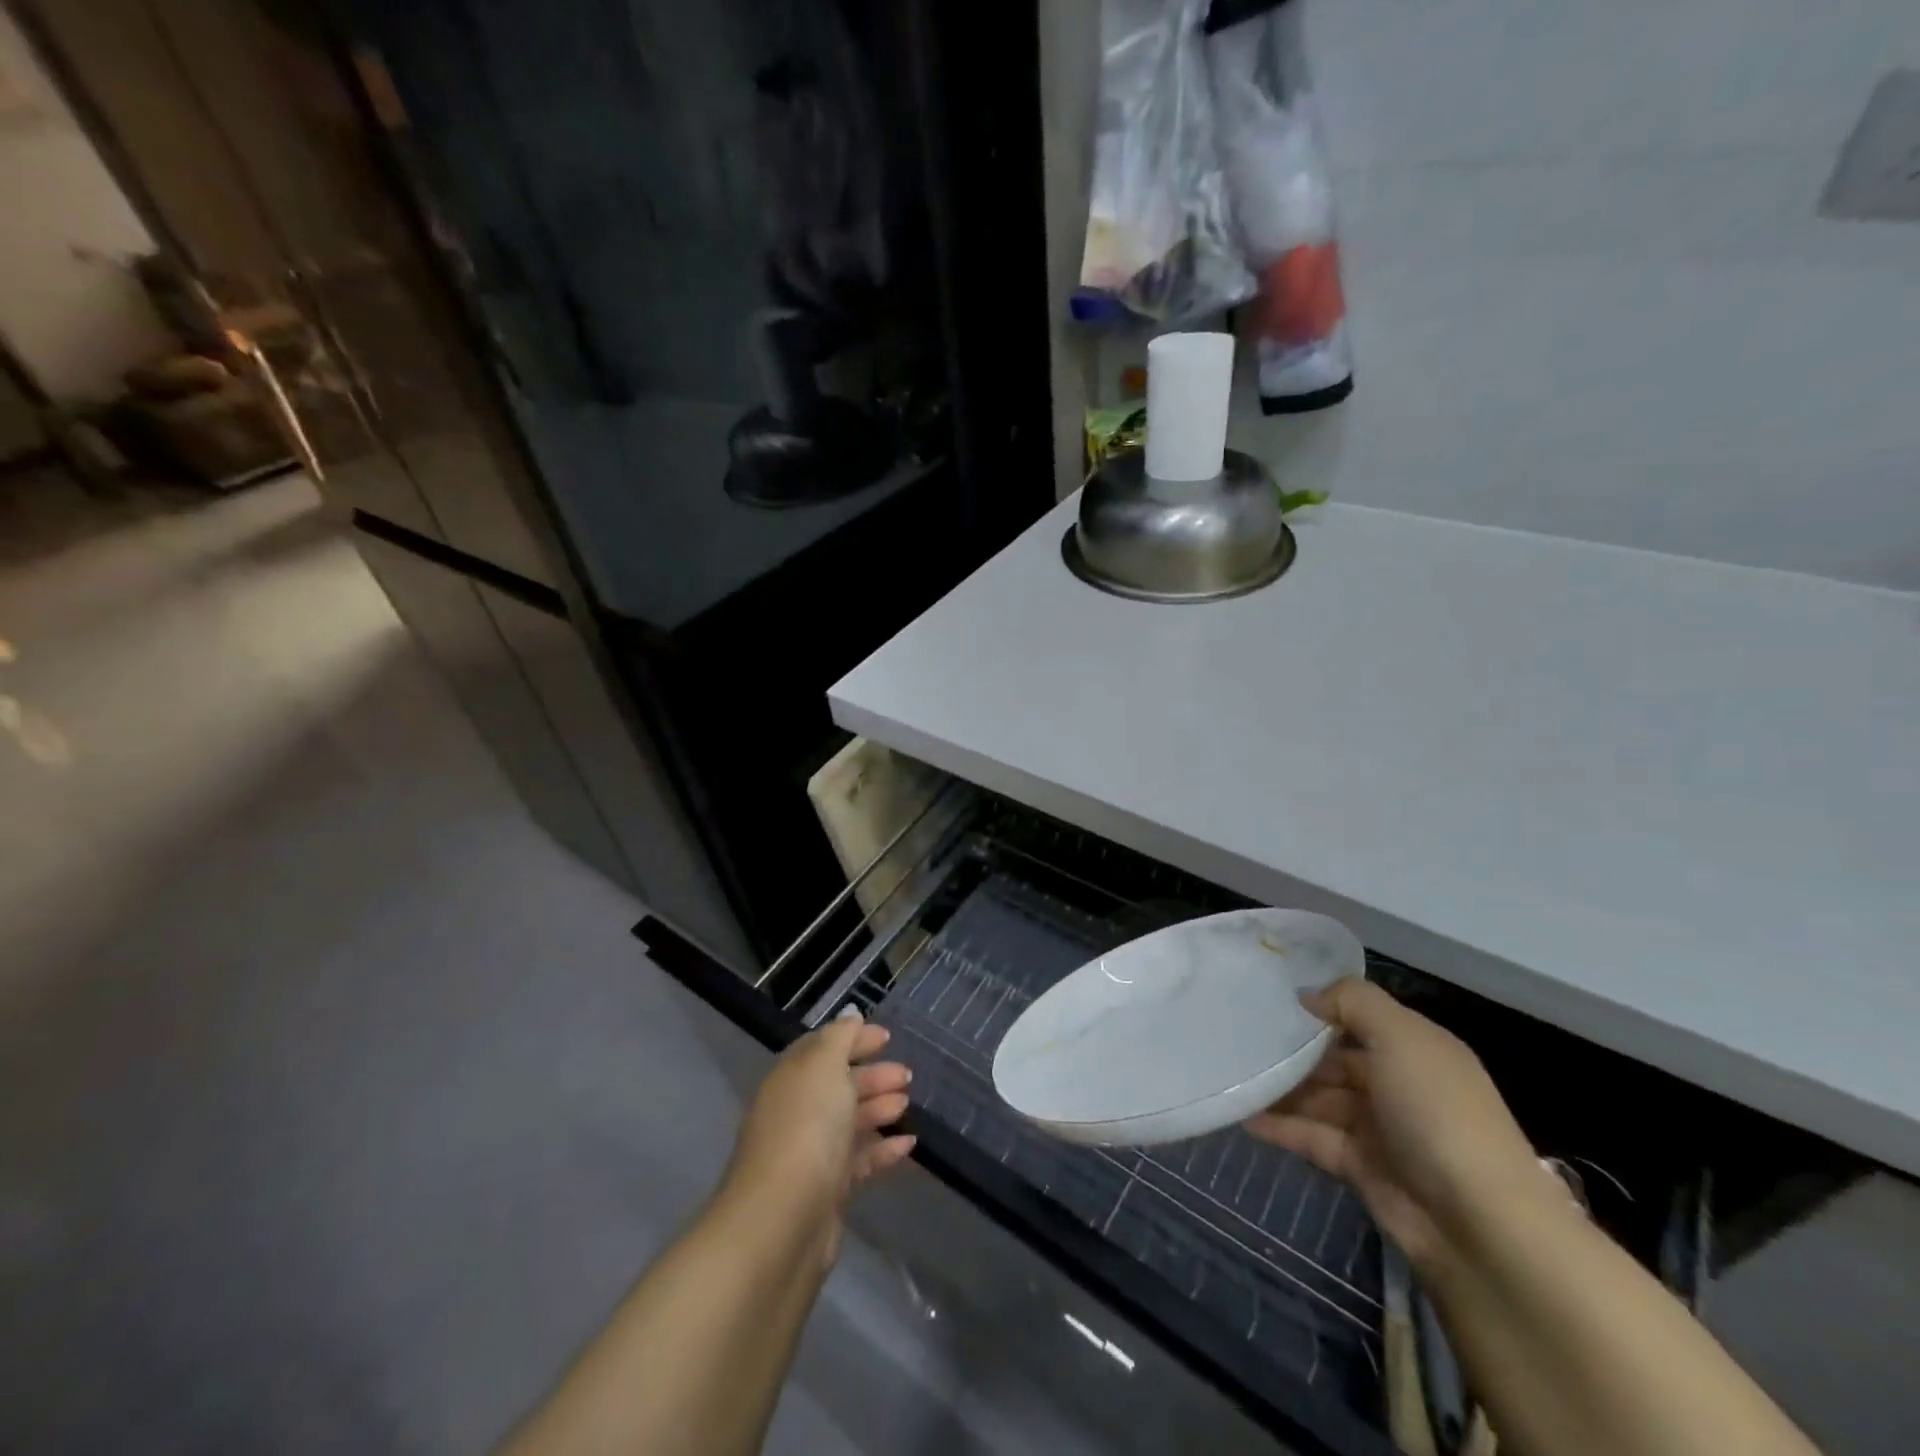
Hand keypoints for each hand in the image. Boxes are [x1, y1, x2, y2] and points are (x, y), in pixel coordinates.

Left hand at [722, 1012, 915, 1260]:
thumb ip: (840, 1038)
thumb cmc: (805, 1128)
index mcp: (791, 1079)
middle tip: (906, 1074)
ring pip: (848, 1122)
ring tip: (907, 1104)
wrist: (782, 1221)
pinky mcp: (826, 1193)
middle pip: (837, 1086)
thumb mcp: (823, 1067)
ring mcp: (810, 1154)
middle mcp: (796, 1112)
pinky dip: (882, 1150)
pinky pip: (858, 1161)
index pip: (822, 1050)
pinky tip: (908, 1145)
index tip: (886, 1038)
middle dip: (871, 1075)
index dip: (852, 1040)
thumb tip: (850, 1016)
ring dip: (878, 1109)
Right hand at [1244, 979, 1560, 1269]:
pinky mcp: (1361, 1168)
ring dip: (1280, 1089)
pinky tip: (1243, 1115)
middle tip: (1239, 1037)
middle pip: (1335, 1059)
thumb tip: (1307, 997)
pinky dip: (1280, 1127)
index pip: (1361, 1018)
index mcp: (1416, 1050)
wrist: (1479, 1227)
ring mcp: (1380, 1129)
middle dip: (1293, 1050)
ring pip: (1319, 1099)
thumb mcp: (1401, 1038)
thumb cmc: (1439, 1113)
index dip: (1321, 1007)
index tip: (1269, 999)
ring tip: (1232, 1074)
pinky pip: (1312, 1137)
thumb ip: (1352, 1002)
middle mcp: (1399, 1084)